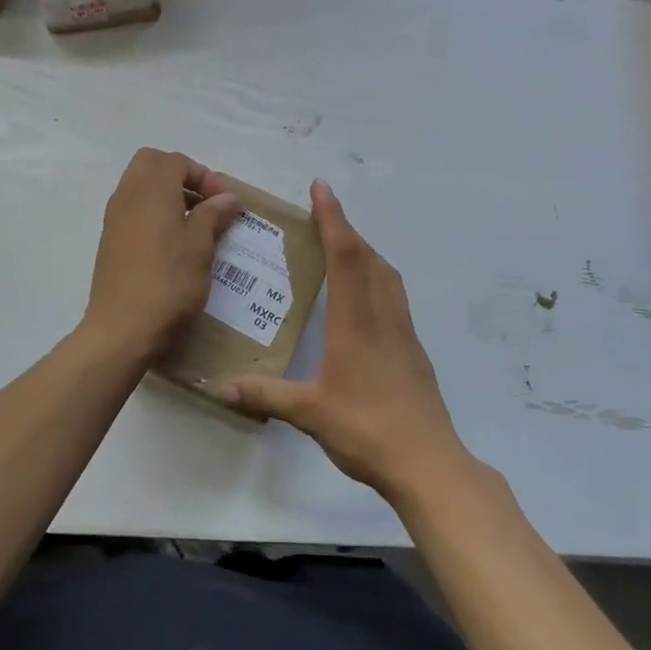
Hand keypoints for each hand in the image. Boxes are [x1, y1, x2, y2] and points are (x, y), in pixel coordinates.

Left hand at [84, 148, 240, 356]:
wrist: (123, 329)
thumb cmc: (168, 282)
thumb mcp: (200, 246)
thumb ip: (213, 214)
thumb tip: (227, 197)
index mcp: (151, 189)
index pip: (177, 161)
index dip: (205, 176)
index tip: (225, 203)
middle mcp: (127, 195)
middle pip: (152, 164)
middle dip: (181, 176)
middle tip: (205, 203)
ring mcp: (114, 218)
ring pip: (140, 186)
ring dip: (167, 194)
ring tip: (194, 224)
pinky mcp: (110, 241)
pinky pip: (133, 210)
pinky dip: (154, 213)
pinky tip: (173, 243)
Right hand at [223, 180, 468, 504]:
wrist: (428, 461)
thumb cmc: (367, 429)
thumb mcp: (310, 413)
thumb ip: (266, 395)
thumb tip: (222, 386)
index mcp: (356, 322)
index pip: (345, 255)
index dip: (332, 218)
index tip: (321, 187)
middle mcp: (383, 316)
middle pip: (368, 257)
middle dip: (346, 229)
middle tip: (322, 214)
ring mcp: (403, 332)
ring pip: (386, 274)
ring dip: (364, 251)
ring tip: (342, 247)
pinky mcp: (413, 349)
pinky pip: (394, 296)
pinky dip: (377, 277)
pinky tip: (364, 297)